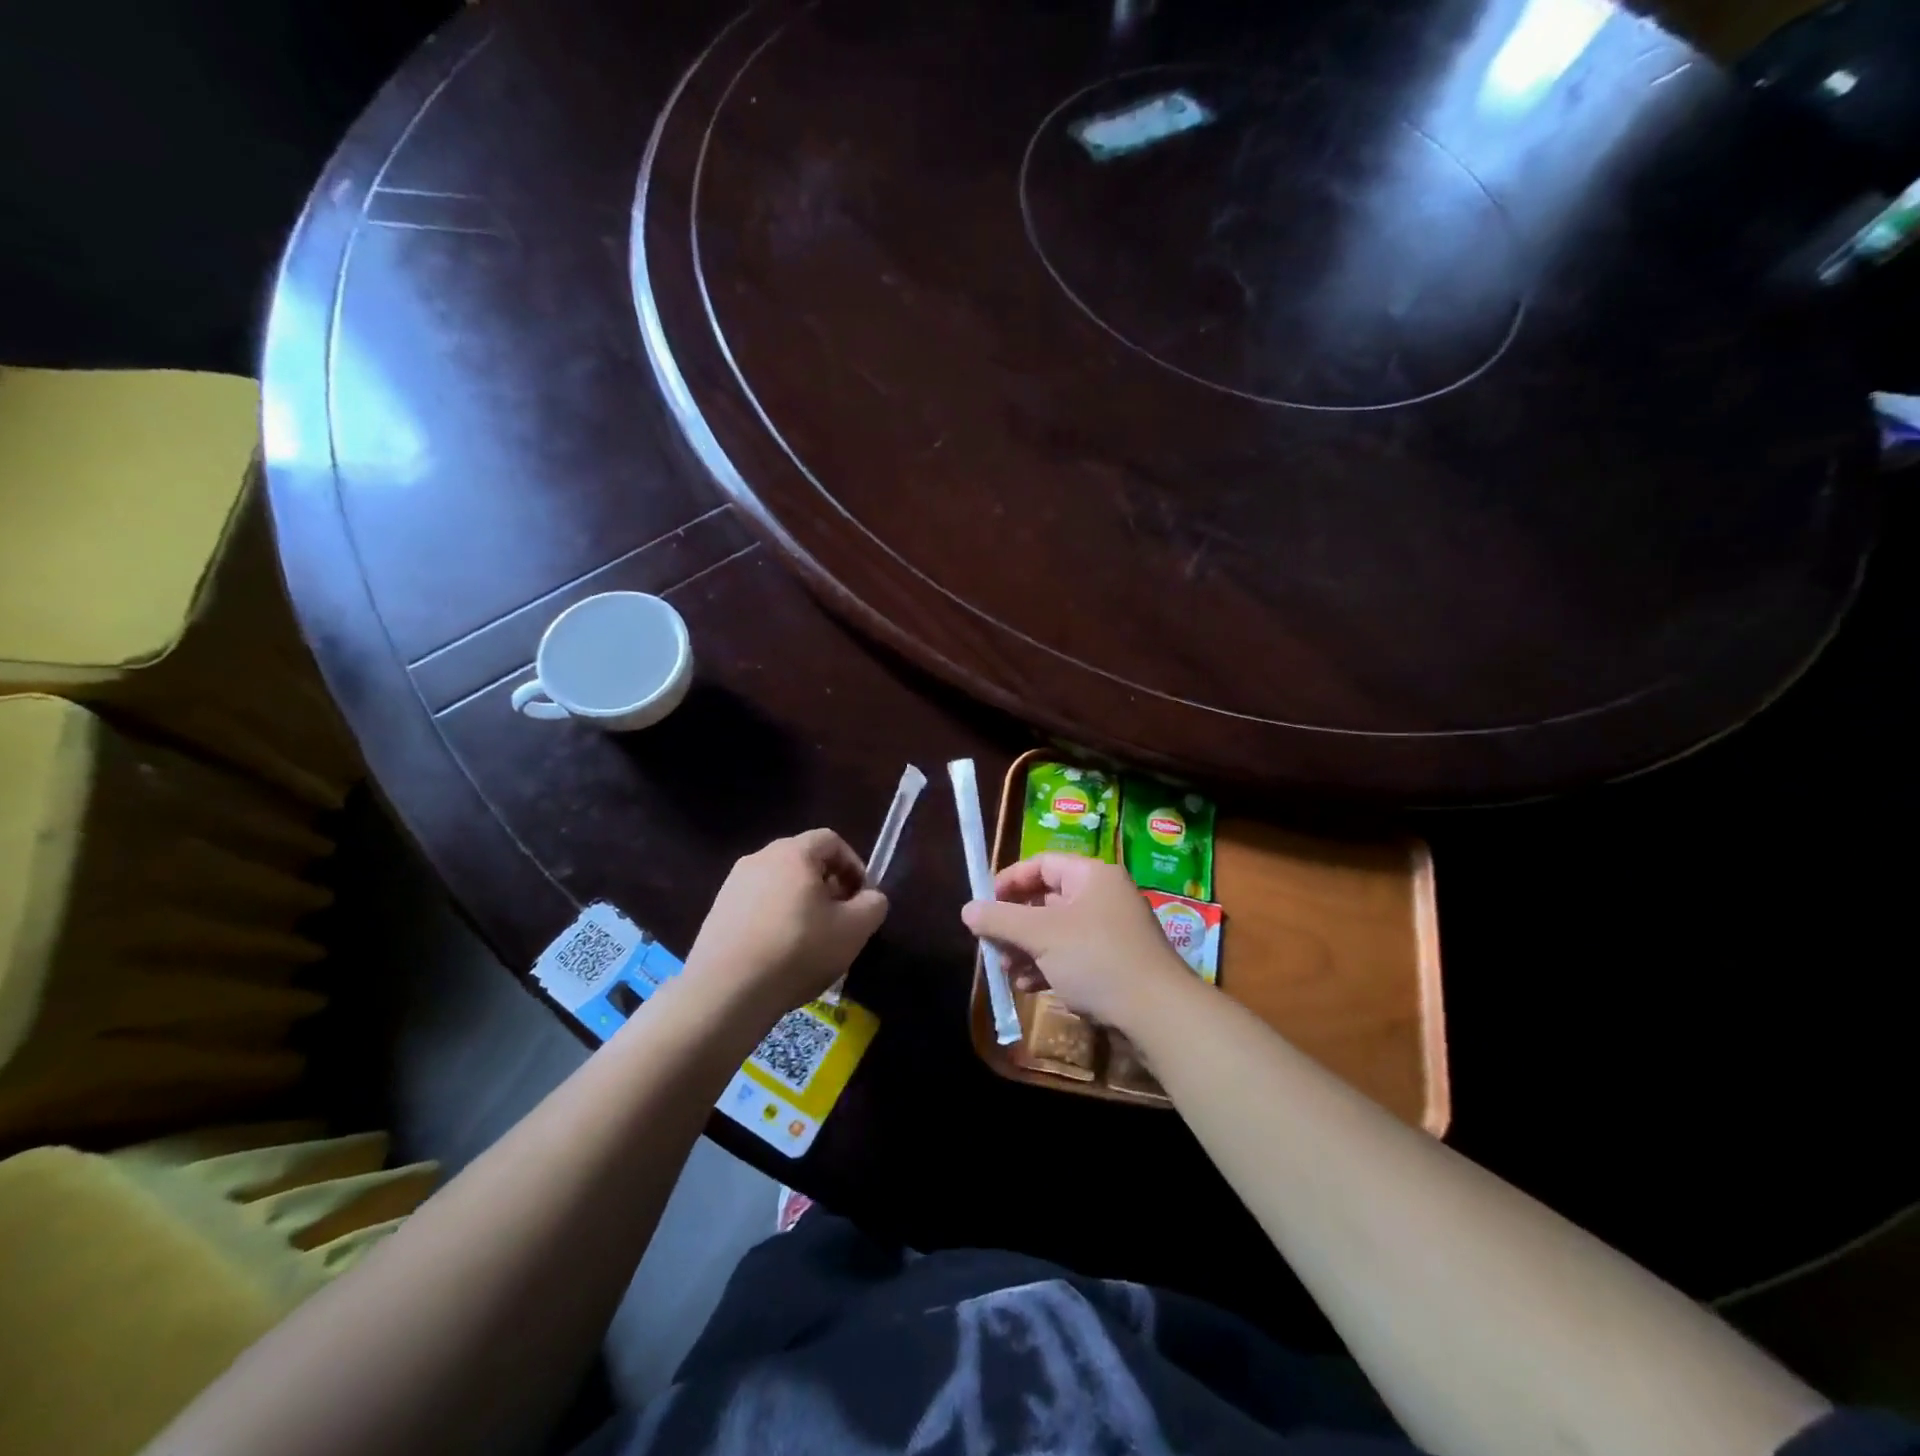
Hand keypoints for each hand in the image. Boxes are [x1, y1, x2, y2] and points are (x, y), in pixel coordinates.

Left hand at [685, 830, 887, 1014]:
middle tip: (839, 918)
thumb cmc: (798, 950)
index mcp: (793, 852)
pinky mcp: (717, 910)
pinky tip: (779, 951)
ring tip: (810, 938)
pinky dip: (775, 917)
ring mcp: (733, 884)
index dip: (854, 865)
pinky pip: (757, 903)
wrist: (726, 991)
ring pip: (779, 882)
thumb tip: (870, 897)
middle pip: (804, 860)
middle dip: (828, 884)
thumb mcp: (854, 930)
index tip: (861, 897)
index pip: (831, 840)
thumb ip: (873, 904)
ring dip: (801, 902)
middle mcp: (760, 858)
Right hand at [961, 854, 1191, 1031]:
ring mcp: (1111, 933)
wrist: (1158, 1015)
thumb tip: (967, 909)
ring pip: (1057, 932)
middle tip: (991, 942)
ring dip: (1027, 948)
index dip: (1010, 880)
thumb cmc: (1097, 959)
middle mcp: (1104, 898)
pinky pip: (1072, 957)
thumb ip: (1001, 919)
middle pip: (1047, 899)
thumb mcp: (1042, 936)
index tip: (984, 903)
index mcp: (1092, 876)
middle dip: (1015, 922)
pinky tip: (1028, 986)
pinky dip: (1047, 967)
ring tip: (1006, 970)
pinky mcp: (1114, 965)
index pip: (1042, 864)